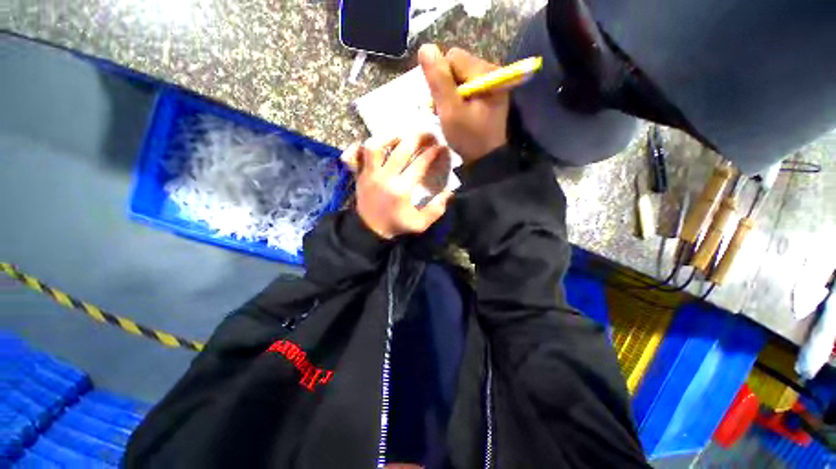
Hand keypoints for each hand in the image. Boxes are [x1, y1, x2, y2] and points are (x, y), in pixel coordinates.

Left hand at [340, 134, 453, 239]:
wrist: (370, 230)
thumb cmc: (396, 225)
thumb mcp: (420, 224)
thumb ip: (436, 210)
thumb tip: (448, 192)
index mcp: (401, 190)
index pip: (420, 164)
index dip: (433, 153)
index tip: (442, 147)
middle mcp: (385, 178)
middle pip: (401, 149)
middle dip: (418, 138)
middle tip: (427, 134)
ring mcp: (370, 174)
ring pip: (375, 146)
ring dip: (390, 137)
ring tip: (402, 135)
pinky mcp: (360, 174)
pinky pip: (359, 153)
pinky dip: (370, 145)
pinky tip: (382, 143)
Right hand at [418, 44, 509, 163]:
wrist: (484, 159)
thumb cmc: (468, 137)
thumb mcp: (450, 111)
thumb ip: (438, 80)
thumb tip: (425, 48)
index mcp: (486, 72)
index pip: (453, 58)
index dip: (440, 79)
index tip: (441, 103)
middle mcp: (491, 72)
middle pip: (456, 66)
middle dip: (444, 87)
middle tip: (444, 111)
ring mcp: (490, 83)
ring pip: (458, 77)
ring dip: (448, 95)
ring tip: (449, 115)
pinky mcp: (487, 94)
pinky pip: (464, 87)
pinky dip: (456, 99)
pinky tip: (456, 114)